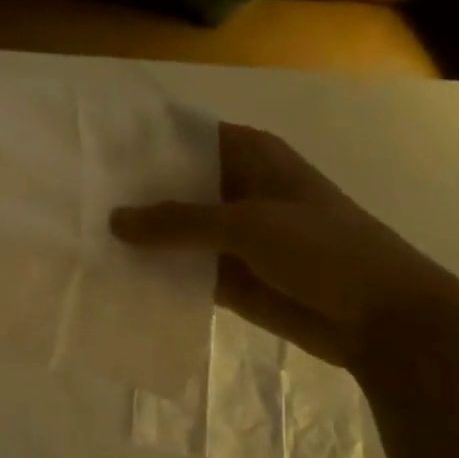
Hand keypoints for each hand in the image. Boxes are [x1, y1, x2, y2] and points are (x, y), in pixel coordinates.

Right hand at [110, 124, 458, 370]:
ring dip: (142, 237)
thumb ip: (178, 222)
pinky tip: (114, 275)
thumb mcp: (248, 224)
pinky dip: (157, 273)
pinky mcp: (229, 277)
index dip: (145, 142)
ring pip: (176, 231)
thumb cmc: (324, 249)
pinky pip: (183, 269)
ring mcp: (232, 236)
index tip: (95, 149)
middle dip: (134, 193)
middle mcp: (238, 190)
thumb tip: (113, 220)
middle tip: (77, 196)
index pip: (187, 138)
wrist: (381, 319)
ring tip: (83, 235)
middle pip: (176, 185)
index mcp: (252, 157)